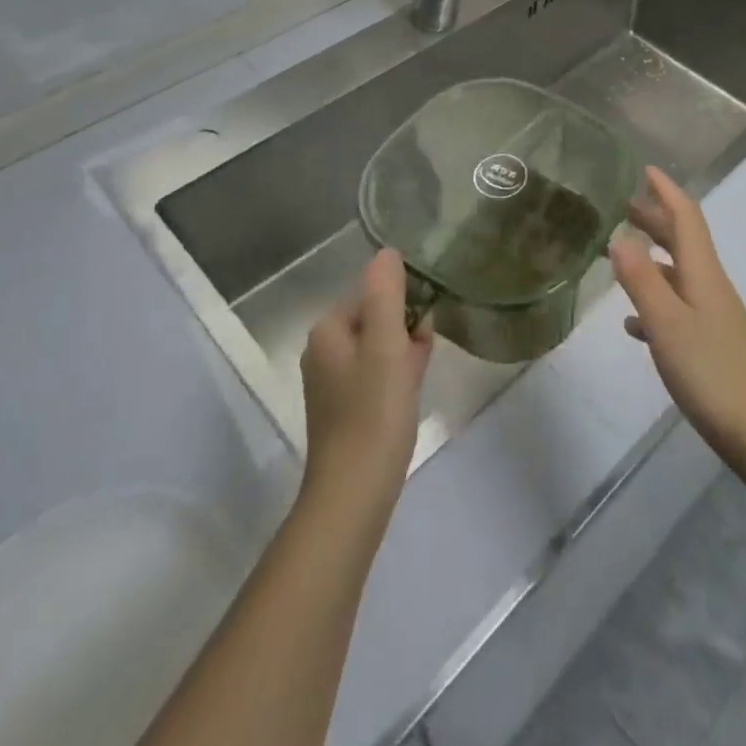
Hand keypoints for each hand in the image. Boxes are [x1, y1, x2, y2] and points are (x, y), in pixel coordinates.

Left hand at [299, 250, 433, 516]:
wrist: (354, 493)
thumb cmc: (373, 411)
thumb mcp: (386, 344)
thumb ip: (387, 293)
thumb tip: (387, 252)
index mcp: (327, 330)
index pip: (372, 293)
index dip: (403, 304)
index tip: (422, 328)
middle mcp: (323, 351)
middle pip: (375, 318)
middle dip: (404, 328)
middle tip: (421, 354)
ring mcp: (332, 382)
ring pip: (379, 347)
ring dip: (404, 351)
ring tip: (418, 375)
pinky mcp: (344, 408)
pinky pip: (376, 373)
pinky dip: (396, 374)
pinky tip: (411, 392)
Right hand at [610, 168, 745, 460]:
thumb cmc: (710, 371)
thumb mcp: (667, 324)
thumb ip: (641, 281)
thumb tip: (618, 236)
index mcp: (701, 272)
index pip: (685, 217)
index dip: (667, 190)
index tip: (645, 169)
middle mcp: (709, 284)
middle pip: (682, 240)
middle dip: (655, 218)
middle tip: (623, 206)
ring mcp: (711, 313)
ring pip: (678, 271)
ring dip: (652, 256)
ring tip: (620, 253)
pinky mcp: (709, 341)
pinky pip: (676, 306)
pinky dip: (654, 300)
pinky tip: (633, 322)